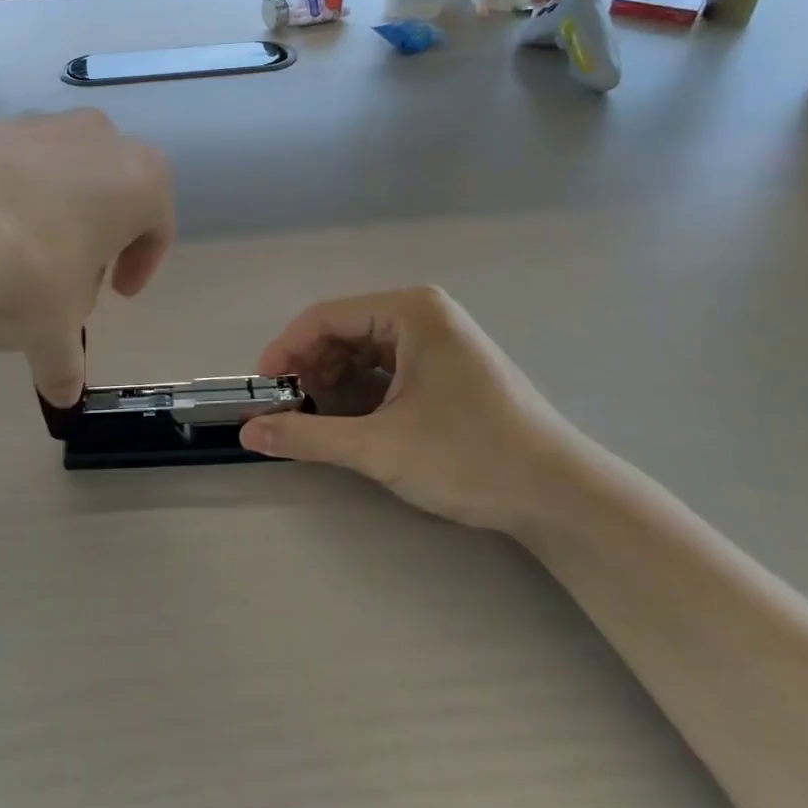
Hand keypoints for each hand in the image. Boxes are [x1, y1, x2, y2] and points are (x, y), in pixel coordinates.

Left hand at [0, 111, 173, 404]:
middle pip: (108, 195)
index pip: (156, 226)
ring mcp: (38, 123)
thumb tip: (64, 398)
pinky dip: (3, 199)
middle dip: (93, 240)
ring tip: (16, 262)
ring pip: (59, 176)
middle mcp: (97, 138)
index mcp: (139, 180)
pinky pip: (9, 167)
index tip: (117, 294)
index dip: (141, 265)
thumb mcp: (52, 329)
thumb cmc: (26, 272)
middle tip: (68, 282)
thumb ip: (65, 362)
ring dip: (49, 217)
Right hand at [240, 286, 575, 531]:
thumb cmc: (470, 457)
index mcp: (410, 311)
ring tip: (316, 419)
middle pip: (342, 331)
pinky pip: (386, 367)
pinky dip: (360, 390)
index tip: (262, 391)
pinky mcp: (446, 366)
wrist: (560, 496)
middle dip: (309, 369)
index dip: (285, 351)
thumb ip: (308, 436)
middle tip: (288, 410)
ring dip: (332, 381)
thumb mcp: (379, 447)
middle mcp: (423, 313)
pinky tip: (352, 421)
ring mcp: (438, 339)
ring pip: (362, 350)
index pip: (324, 317)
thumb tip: (247, 434)